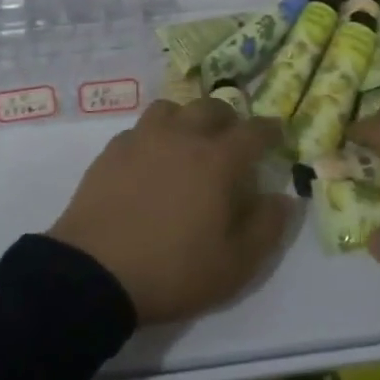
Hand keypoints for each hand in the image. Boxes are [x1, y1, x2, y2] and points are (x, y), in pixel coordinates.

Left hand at [49, 98, 291, 325]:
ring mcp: (143, 138)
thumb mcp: (235, 265)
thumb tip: (284, 198)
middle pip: (211, 108)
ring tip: (190, 141)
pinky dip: (155, 134)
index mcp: (217, 160)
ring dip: (188, 118)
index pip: (253, 132)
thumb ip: (267, 227)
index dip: (269, 130)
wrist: (96, 272)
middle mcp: (182, 137)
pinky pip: (141, 128)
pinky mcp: (112, 150)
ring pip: (172, 108)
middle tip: (233, 138)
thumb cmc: (173, 270)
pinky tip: (152, 158)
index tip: (277, 132)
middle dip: (229, 118)